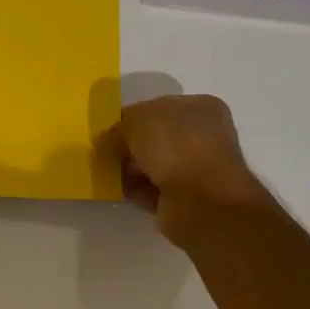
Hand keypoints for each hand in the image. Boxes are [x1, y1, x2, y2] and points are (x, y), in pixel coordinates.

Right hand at [102, 94, 272, 247]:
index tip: (110, 130)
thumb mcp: (138, 121)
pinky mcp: (187, 197)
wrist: (202, 201)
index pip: (157, 107)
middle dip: (129, 146)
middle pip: (153, 137)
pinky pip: (153, 189)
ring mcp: (197, 168)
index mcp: (200, 108)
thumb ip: (118, 127)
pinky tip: (127, 191)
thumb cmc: (176, 147)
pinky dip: (138, 190)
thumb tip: (107, 140)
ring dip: (131, 169)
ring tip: (113, 174)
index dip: (131, 118)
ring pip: (152, 164)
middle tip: (108, 153)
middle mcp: (202, 135)